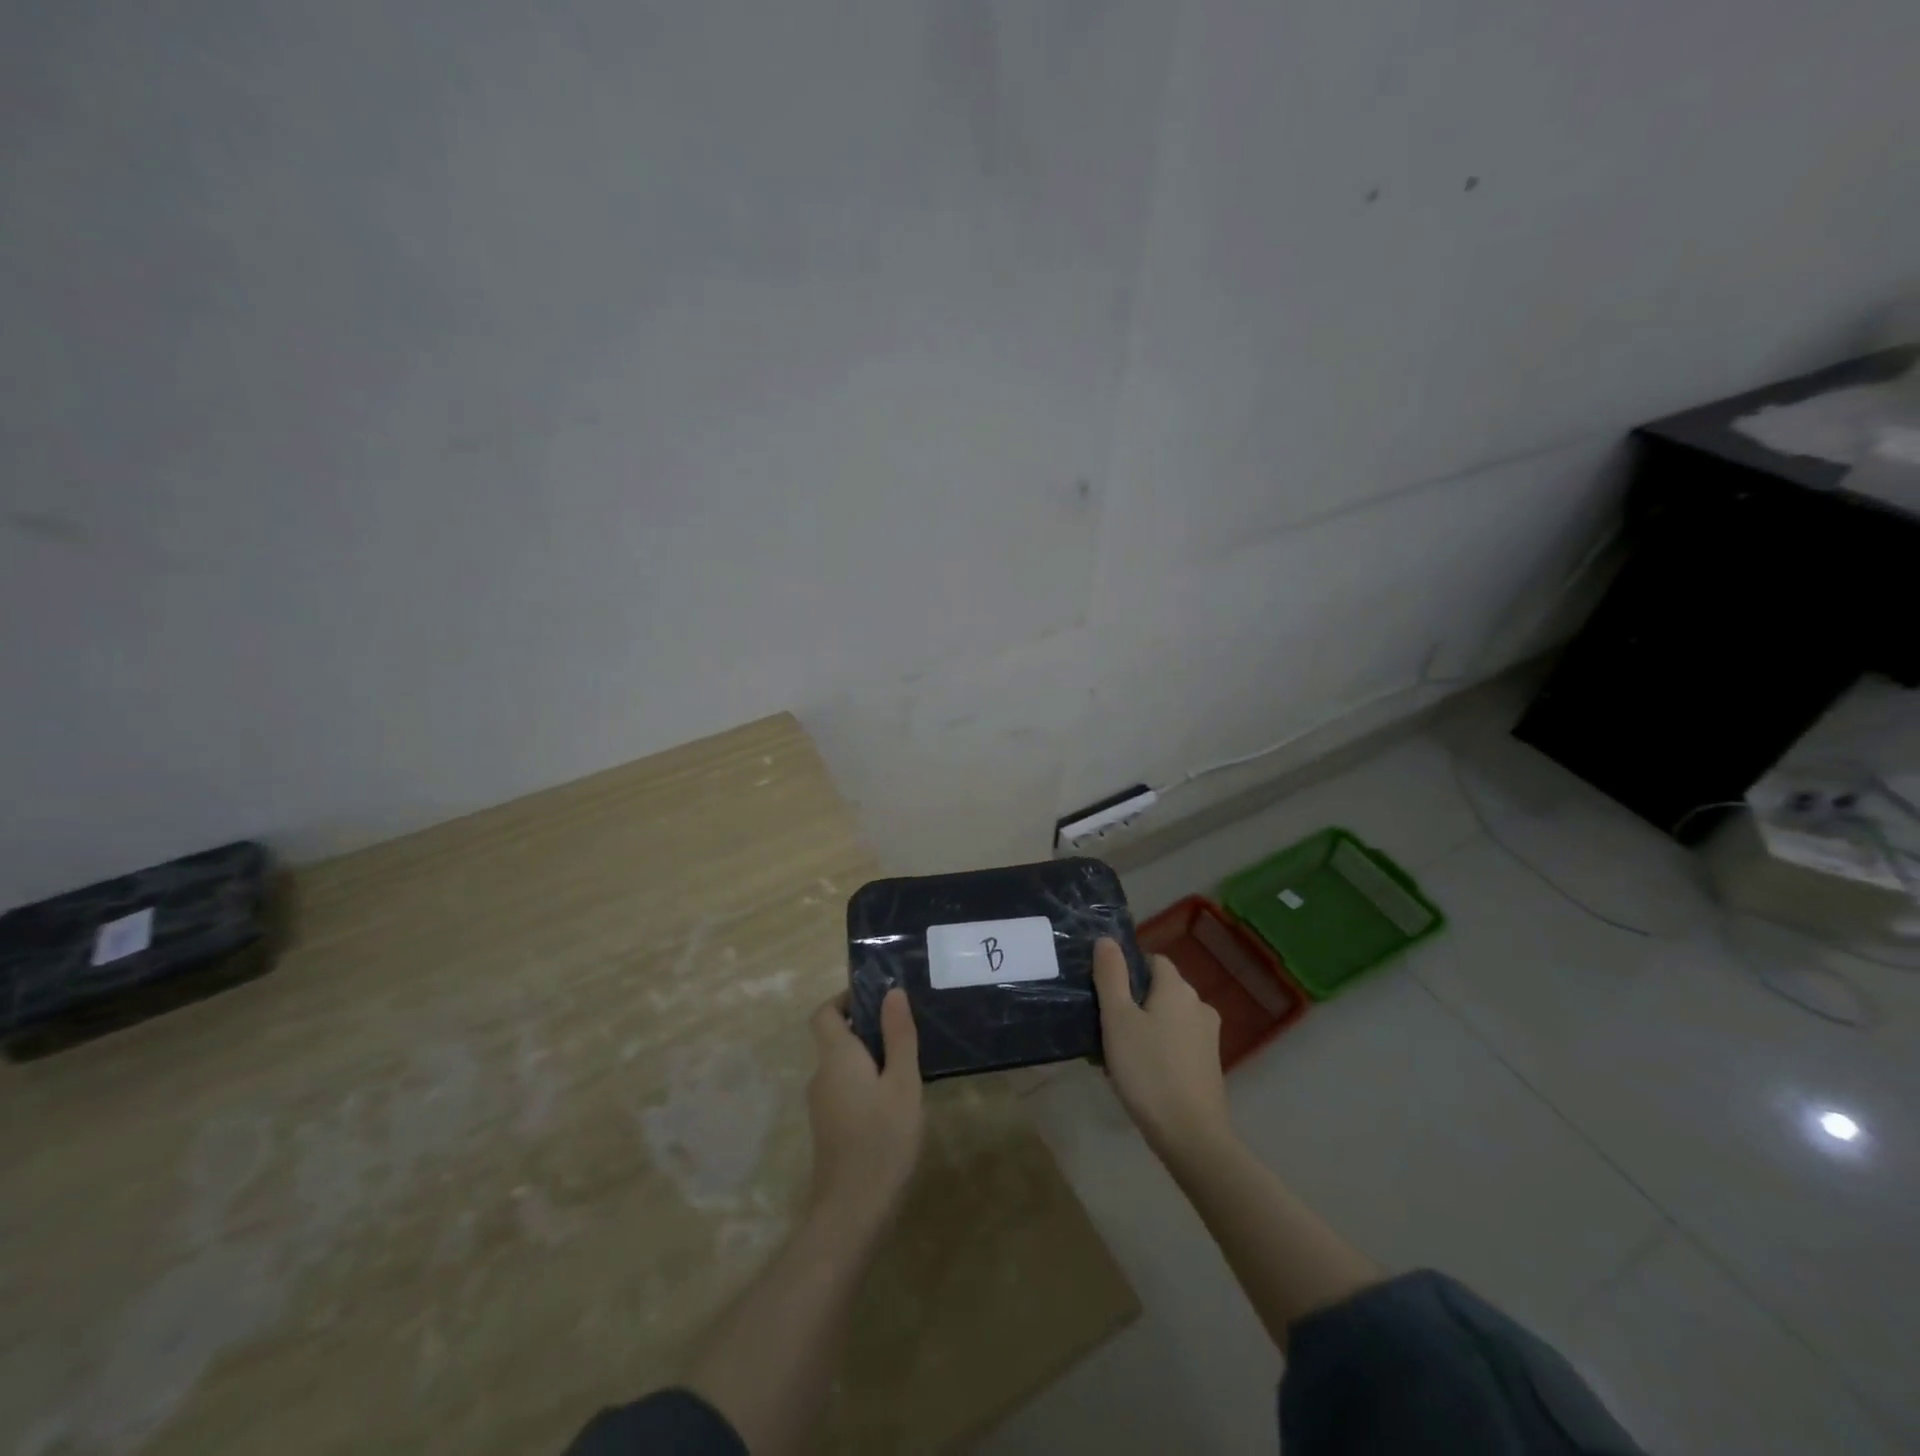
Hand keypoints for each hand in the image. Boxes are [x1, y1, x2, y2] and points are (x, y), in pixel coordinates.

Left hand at [805, 990, 923, 1232]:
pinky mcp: (828, 1128)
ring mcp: (821, 1104)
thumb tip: (893, 992)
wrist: (852, 1210)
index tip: (877, 999)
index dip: (845, 999)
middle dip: (865, 1028)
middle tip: (904, 1033)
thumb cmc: (883, 1138)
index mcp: (836, 1056)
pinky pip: (844, 1088)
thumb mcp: (903, 1082)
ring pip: (841, 1065)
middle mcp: (821, 1074)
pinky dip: (863, 1082)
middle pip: (835, 1038)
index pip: (825, 1013)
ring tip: (905, 1066)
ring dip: (868, 1057)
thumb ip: (898, 1036)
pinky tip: (893, 1101)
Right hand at [1091, 938, 1230, 1157]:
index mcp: (1177, 988)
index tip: (1105, 993)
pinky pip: (1178, 1042)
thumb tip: (1107, 939)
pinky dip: (1159, 1048)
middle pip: (1160, 989)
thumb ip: (1111, 975)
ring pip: (1168, 1017)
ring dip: (1145, 1027)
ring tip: (1118, 1054)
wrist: (1191, 1135)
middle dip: (1133, 1001)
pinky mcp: (1209, 1064)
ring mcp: (1208, 1036)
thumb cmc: (1148, 1070)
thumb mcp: (1118, 1019)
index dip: (1127, 970)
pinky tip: (1141, 1073)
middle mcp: (1199, 1004)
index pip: (1152, 960)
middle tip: (1105, 1026)